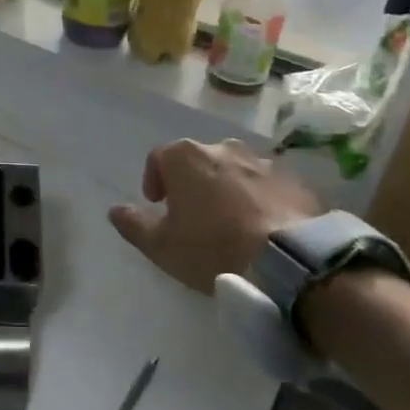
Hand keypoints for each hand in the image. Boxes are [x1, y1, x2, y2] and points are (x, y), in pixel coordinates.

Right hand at [109, 138, 322, 294]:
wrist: (289, 261)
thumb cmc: (213, 248)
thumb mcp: (161, 246)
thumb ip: (134, 225)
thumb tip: (115, 210)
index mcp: (186, 157)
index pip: (159, 158)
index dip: (154, 180)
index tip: (159, 205)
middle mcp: (223, 148)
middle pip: (198, 160)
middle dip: (193, 182)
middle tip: (195, 215)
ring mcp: (262, 161)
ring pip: (234, 170)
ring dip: (227, 188)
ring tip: (231, 221)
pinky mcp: (294, 179)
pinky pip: (267, 184)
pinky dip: (259, 198)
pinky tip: (262, 226)